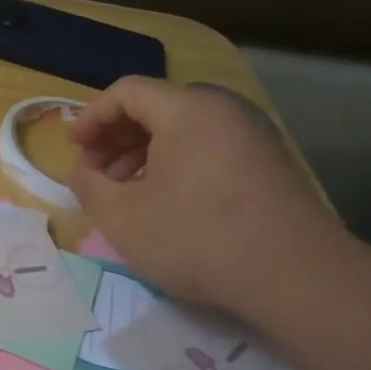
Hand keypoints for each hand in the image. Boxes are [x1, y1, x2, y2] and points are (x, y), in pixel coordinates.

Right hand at [67, 76, 340, 310]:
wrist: (297, 277)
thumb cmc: (196, 238)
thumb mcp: (120, 216)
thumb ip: (87, 185)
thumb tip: (85, 172)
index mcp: (187, 109)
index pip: (126, 91)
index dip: (91, 117)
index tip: (73, 148)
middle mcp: (224, 110)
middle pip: (156, 106)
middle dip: (116, 136)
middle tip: (95, 171)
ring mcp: (253, 136)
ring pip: (184, 128)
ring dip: (144, 152)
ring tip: (125, 191)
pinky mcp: (269, 164)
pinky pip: (209, 147)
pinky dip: (176, 163)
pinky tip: (165, 201)